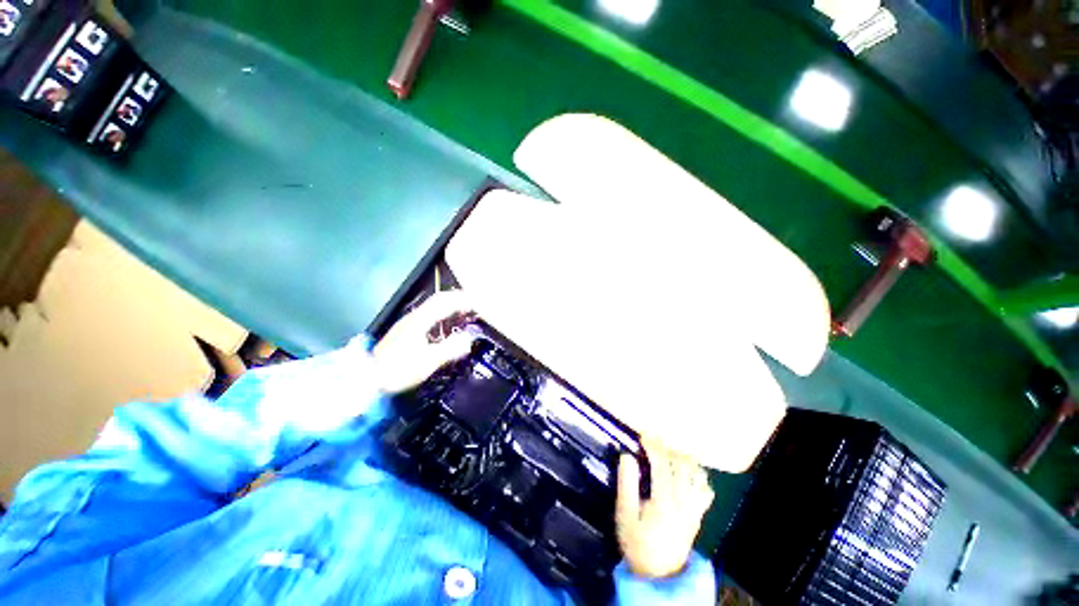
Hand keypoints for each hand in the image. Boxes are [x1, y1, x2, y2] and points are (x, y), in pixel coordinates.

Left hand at [371, 290, 475, 394]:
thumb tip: (470, 339)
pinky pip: (430, 315)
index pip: (444, 302)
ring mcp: (408, 323)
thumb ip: (450, 349)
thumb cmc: (398, 370)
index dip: (462, 300)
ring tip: (465, 310)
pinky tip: (446, 323)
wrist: (367, 380)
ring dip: (450, 305)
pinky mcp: (406, 331)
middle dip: (457, 299)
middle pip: (438, 300)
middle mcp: (414, 318)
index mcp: (419, 321)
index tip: (478, 303)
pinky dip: (443, 314)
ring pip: (433, 307)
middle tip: (474, 304)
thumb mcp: (427, 362)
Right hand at [615, 436, 714, 578]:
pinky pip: (704, 489)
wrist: (659, 576)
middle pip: (681, 465)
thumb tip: (627, 456)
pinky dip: (697, 475)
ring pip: (695, 474)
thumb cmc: (637, 544)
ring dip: (682, 458)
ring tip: (668, 451)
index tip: (643, 435)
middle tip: (653, 440)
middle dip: (667, 448)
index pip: (662, 464)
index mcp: (664, 501)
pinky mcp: (698, 515)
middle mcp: (683, 501)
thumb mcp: (625, 516)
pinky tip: (686, 471)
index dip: (653, 446)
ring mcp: (694, 509)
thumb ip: (626, 485)